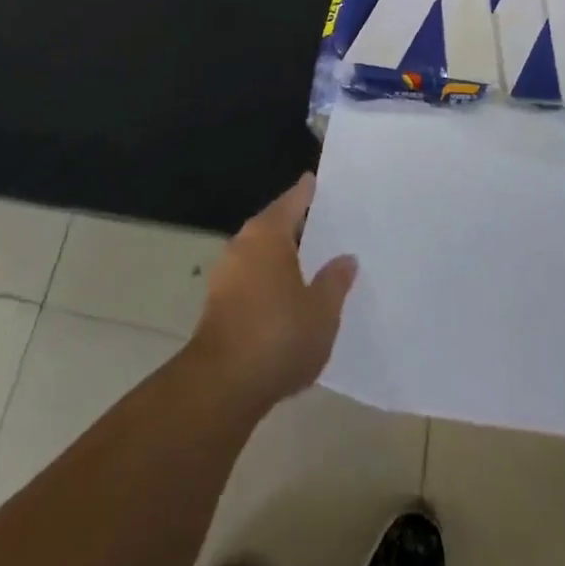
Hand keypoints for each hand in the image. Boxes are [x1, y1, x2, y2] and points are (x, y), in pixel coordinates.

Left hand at [191, 172, 357, 414]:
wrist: (222, 384)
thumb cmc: (279, 336)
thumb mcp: (321, 311)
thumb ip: (335, 281)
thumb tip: (346, 258)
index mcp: (267, 235)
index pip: (292, 202)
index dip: (307, 192)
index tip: (317, 181)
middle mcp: (242, 245)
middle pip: (273, 225)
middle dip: (296, 226)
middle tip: (325, 225)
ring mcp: (226, 274)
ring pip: (260, 253)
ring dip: (282, 256)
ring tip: (311, 262)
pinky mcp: (218, 303)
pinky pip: (251, 277)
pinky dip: (269, 279)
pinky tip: (288, 296)